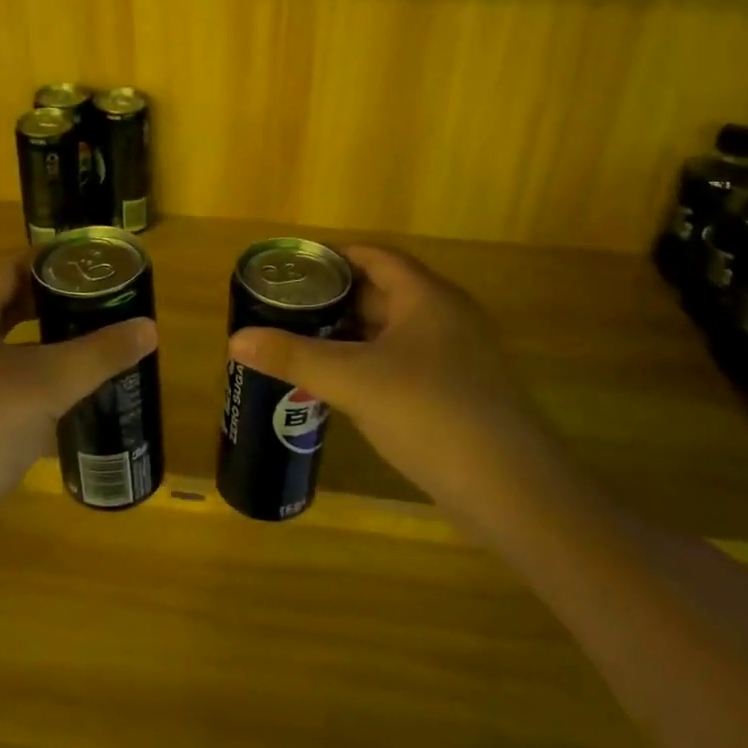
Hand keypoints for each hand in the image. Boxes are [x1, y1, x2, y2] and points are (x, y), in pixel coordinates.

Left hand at [0, 252, 156, 529]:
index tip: (92, 264)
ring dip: (39, 343)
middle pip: (2, 305)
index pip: (7, 266)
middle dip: (50, 302)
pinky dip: (24, 380)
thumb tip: (149, 327)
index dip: (49, 260)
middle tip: (98, 304)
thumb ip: (98, 354)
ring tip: (86, 345)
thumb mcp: (45, 386)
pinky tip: (58, 399)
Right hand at [228, 246, 551, 516]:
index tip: (293, 270)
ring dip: (351, 336)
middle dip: (335, 300)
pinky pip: (404, 362)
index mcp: (427, 297)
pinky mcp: (459, 392)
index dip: (333, 258)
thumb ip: (294, 357)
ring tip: (303, 344)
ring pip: (392, 331)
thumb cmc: (429, 413)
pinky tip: (341, 385)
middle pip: (382, 292)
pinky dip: (370, 364)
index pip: (375, 257)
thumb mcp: (353, 381)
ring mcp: (457, 356)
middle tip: (287, 310)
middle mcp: (445, 317)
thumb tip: (236, 339)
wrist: (511, 489)